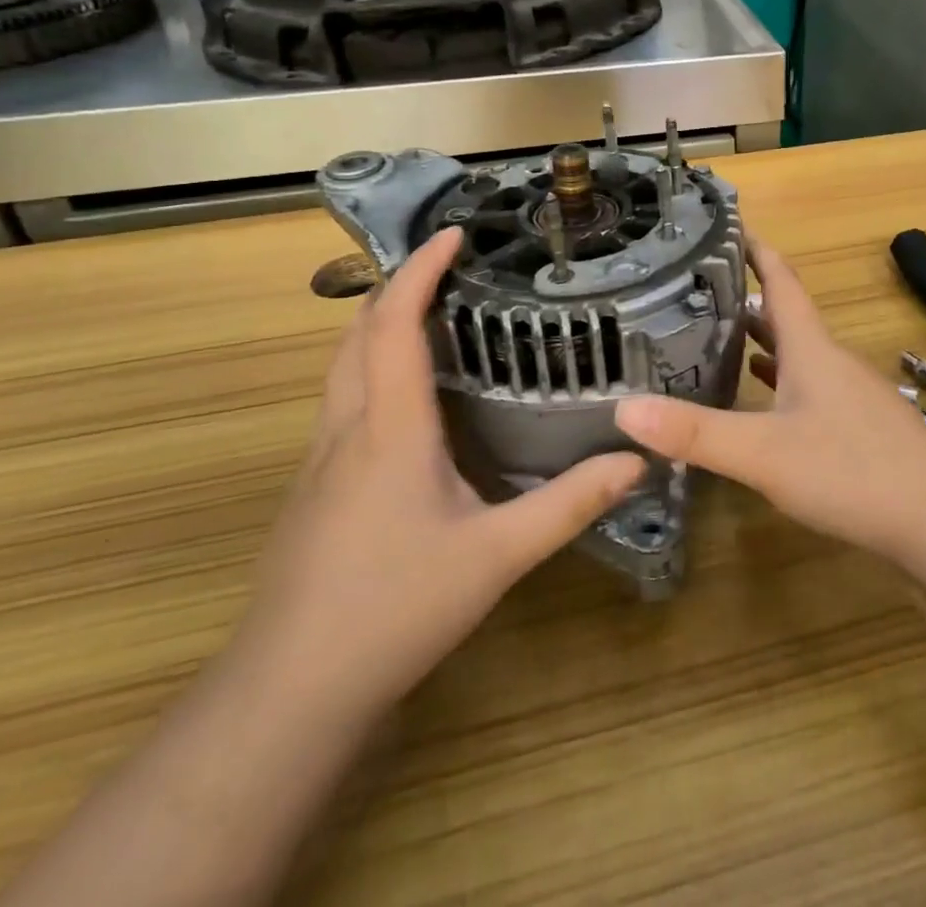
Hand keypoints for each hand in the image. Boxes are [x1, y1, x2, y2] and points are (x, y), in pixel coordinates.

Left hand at [237, 227, 645, 717]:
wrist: (289, 691)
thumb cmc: (394, 609)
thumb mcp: (496, 556)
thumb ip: (569, 505)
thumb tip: (636, 460)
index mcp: (389, 429)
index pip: (395, 324)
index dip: (419, 270)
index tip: (453, 233)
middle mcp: (347, 429)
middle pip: (357, 333)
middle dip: (395, 286)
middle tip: (445, 266)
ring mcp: (319, 460)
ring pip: (341, 366)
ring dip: (377, 324)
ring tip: (428, 313)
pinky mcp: (312, 489)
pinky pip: (340, 400)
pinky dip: (369, 366)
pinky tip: (403, 397)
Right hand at [615, 241, 925, 572]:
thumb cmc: (851, 472)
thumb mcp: (763, 453)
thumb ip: (695, 433)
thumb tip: (624, 409)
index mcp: (811, 348)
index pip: (781, 281)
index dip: (757, 251)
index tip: (729, 227)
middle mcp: (831, 360)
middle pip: (786, 314)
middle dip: (746, 295)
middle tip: (700, 287)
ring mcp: (850, 393)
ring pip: (798, 350)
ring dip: (763, 337)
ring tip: (720, 333)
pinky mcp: (859, 425)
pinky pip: (809, 384)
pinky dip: (781, 377)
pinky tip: (764, 396)